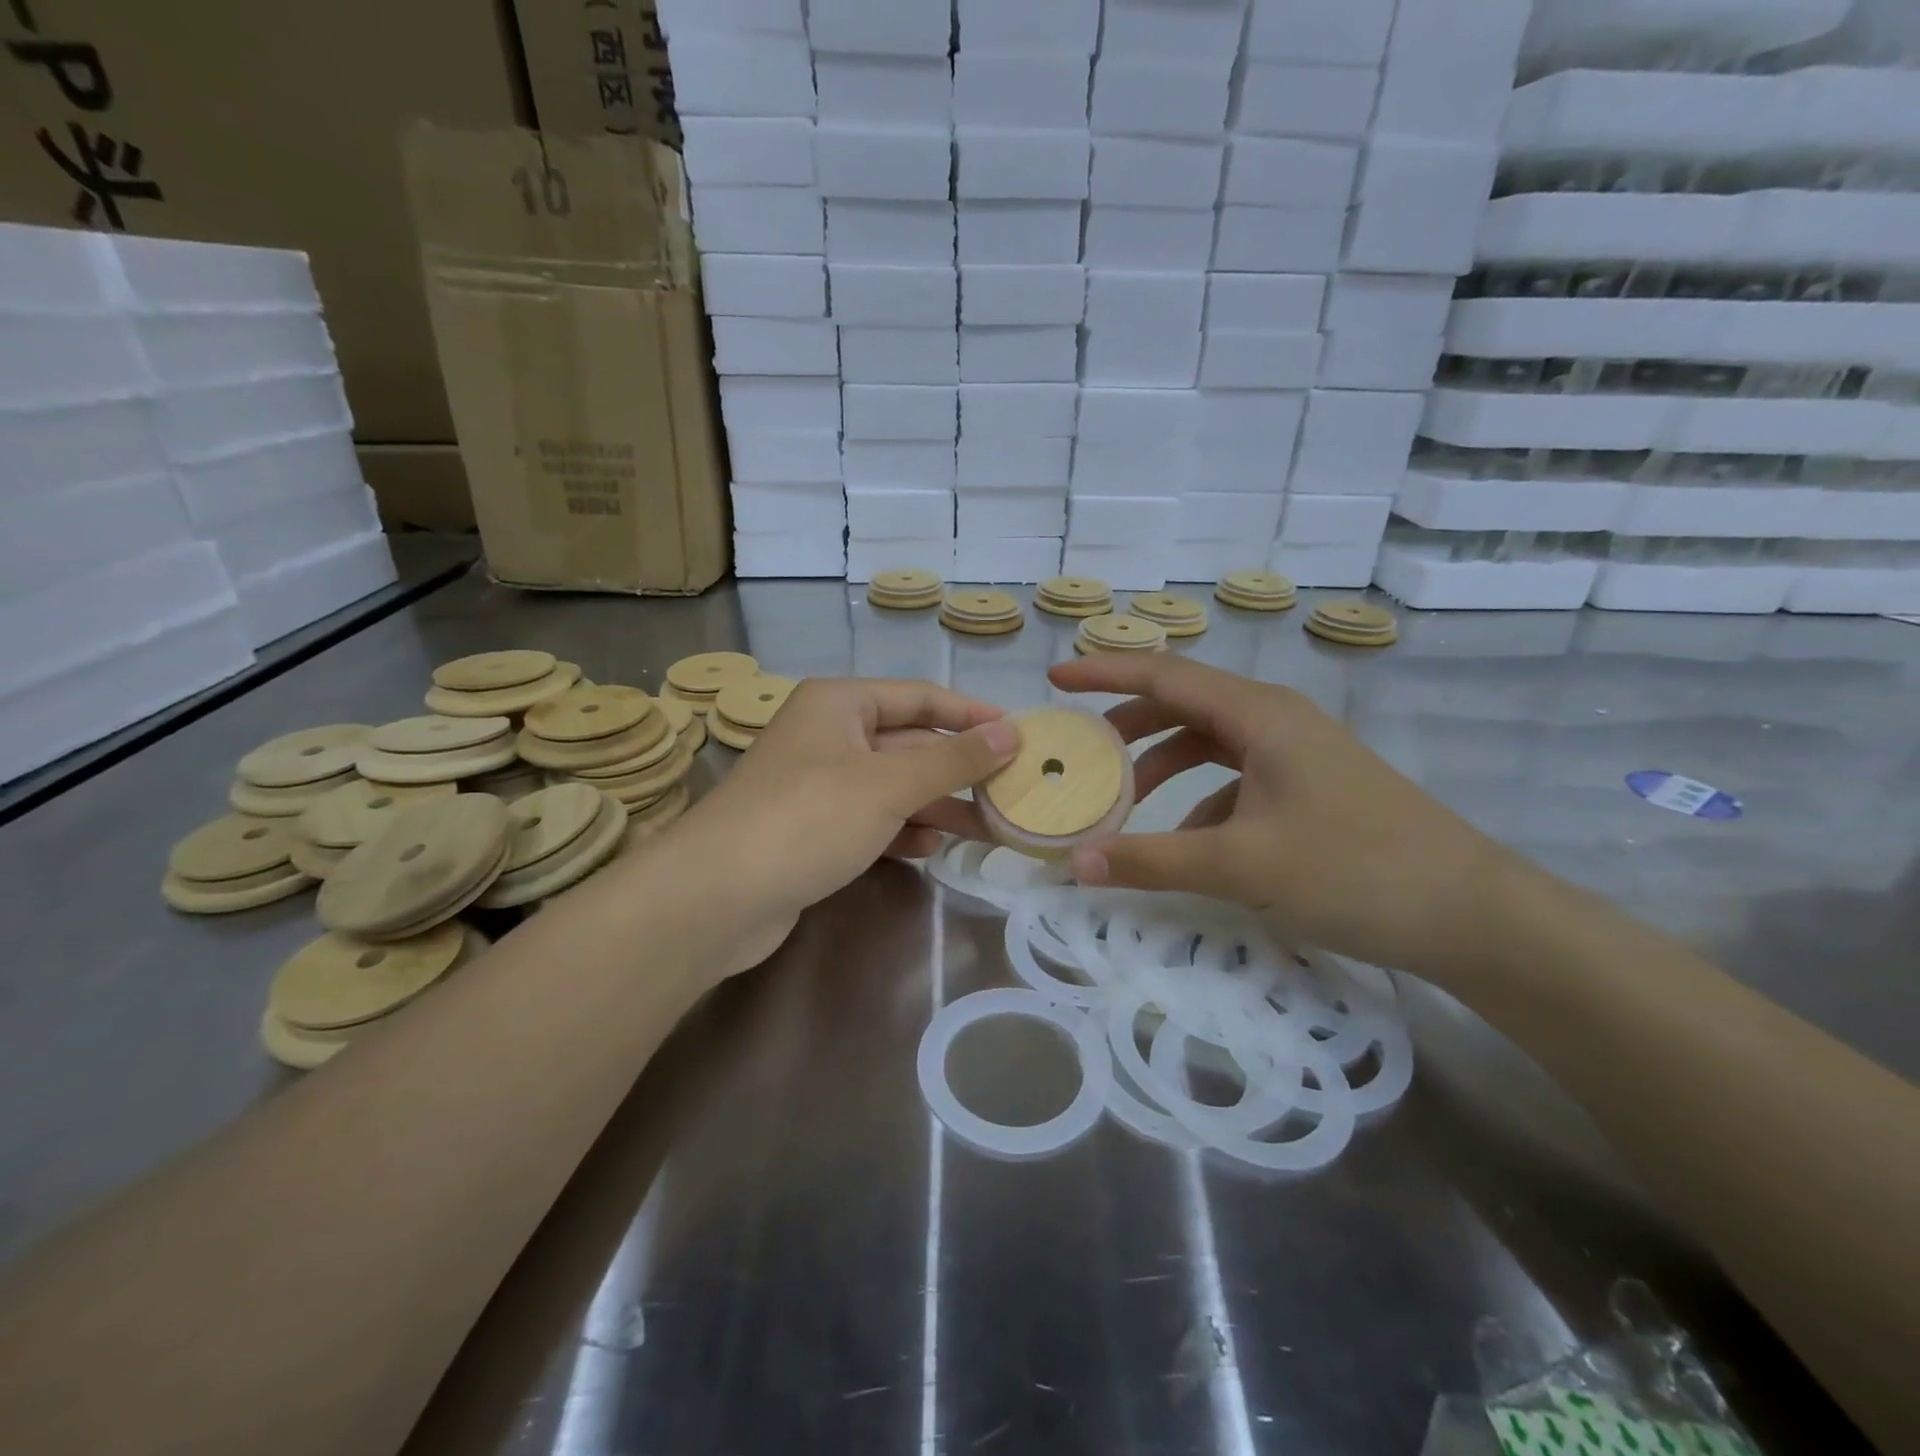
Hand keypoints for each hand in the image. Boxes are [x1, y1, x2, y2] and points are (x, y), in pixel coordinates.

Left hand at [665, 678, 1016, 974]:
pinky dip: (901, 830)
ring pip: (892, 786)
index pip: (920, 697)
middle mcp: (827, 736)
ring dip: (937, 804)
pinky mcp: (811, 830)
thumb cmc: (808, 819)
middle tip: (1012, 791)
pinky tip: (931, 848)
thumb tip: (1013, 732)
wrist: (716, 897)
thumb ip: (954, 759)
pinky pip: (870, 819)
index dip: (970, 714)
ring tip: (988, 826)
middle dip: (957, 769)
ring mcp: (817, 785)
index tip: (1018, 735)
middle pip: (908, 744)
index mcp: (839, 704)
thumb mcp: (890, 784)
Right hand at [1048, 653, 1526, 981]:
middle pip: (1184, 704)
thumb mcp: (1241, 866)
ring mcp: (1297, 753)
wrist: (1473, 915)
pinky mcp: (1310, 787)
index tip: (1055, 677)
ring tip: (1125, 800)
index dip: (1105, 672)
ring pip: (1210, 742)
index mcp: (1258, 714)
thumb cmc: (1354, 870)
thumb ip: (1151, 861)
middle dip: (1128, 724)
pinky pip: (1237, 778)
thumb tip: (1074, 864)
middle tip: (1081, 751)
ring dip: (1163, 764)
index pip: (1165, 675)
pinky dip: (1201, 800)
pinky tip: (1190, 845)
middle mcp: (1276, 720)